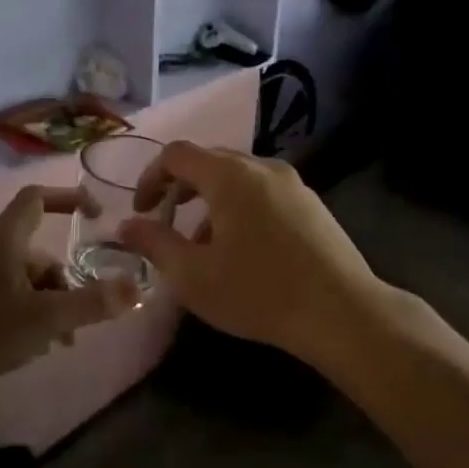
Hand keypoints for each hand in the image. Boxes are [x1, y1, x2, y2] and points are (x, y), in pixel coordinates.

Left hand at [0, 186, 140, 403]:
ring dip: (54, 305)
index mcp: (6, 240)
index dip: (69, 197)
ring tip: (65, 340)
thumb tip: (136, 289)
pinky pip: (14, 301)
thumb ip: (92, 303)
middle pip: (41, 253)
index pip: (37, 198)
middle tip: (87, 314)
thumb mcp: (45, 318)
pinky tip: (40, 348)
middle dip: (68, 281)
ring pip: (29, 282)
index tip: (97, 214)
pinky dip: (33, 316)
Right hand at [118, 142, 385, 365]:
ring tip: (204, 246)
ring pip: (238, 178)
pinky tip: (244, 251)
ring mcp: (293, 183)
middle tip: (167, 225)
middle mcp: (262, 167)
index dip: (150, 177)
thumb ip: (153, 244)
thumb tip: (126, 226)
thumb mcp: (193, 276)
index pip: (177, 154)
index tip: (142, 212)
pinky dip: (240, 208)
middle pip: (209, 161)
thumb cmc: (258, 292)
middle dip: (180, 189)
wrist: (342, 312)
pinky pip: (263, 192)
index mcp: (230, 176)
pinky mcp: (312, 204)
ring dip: (210, 202)